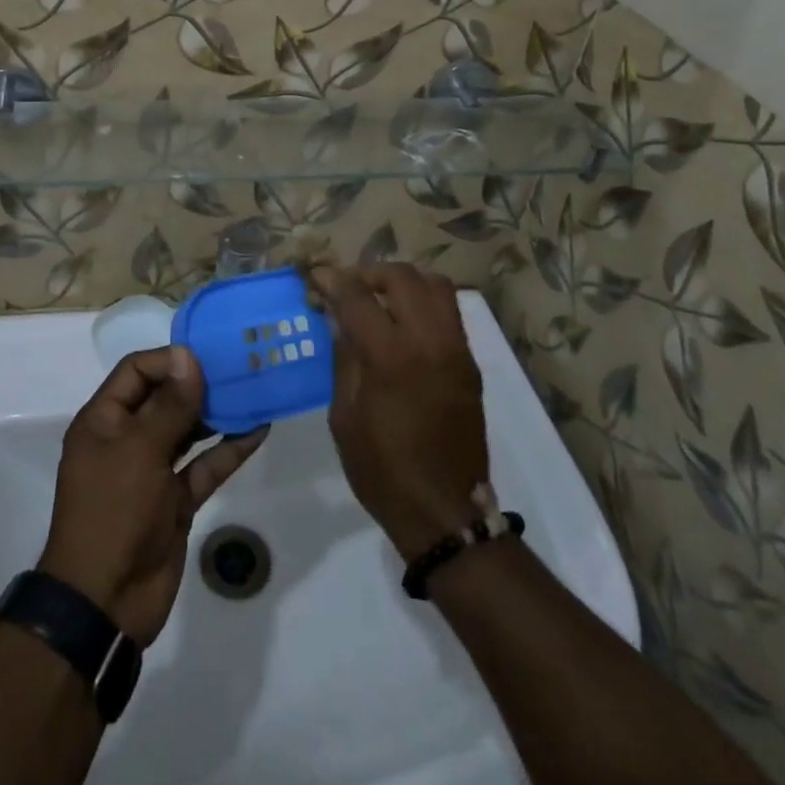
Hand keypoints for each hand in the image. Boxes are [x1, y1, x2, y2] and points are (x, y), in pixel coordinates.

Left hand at [38, 346, 267, 646]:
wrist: (105, 603)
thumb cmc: (113, 512)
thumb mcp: (140, 451)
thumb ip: (169, 404)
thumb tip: (187, 356)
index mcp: (104, 421)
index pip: (136, 371)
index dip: (169, 360)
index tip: (208, 356)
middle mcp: (126, 439)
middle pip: (164, 398)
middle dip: (198, 383)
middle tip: (239, 367)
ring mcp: (152, 471)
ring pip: (187, 431)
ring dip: (217, 414)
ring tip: (253, 390)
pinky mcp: (175, 501)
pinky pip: (204, 467)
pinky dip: (228, 450)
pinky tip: (258, 430)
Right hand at [314, 264, 489, 560]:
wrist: (444, 511)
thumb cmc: (382, 470)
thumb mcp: (344, 416)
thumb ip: (344, 358)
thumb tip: (339, 319)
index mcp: (390, 358)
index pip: (358, 296)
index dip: (331, 280)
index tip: (314, 277)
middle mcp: (429, 341)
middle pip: (400, 277)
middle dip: (368, 273)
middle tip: (348, 288)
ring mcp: (456, 349)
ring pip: (434, 284)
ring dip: (402, 281)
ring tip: (380, 297)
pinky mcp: (470, 362)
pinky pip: (449, 310)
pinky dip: (423, 300)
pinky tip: (403, 320)